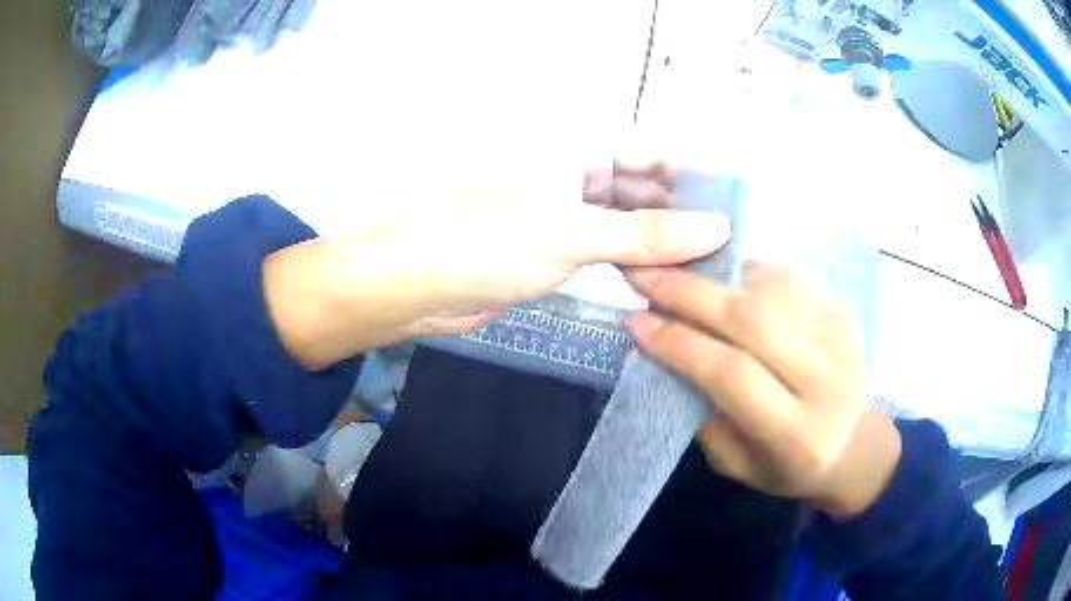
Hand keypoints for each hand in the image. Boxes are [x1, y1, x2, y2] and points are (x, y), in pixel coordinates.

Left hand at [263, 163, 729, 368]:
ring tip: (708, 270)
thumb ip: (646, 234)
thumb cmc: (482, 244)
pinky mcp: (553, 248)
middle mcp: (573, 173)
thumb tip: (717, 228)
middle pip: (642, 187)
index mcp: (574, 149)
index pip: (651, 153)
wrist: (413, 287)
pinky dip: (633, 263)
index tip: (734, 209)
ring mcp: (563, 212)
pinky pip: (605, 248)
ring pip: (627, 221)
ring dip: (660, 243)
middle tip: (729, 250)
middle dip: (682, 214)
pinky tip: (664, 282)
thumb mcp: (571, 235)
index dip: (694, 177)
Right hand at [625, 263, 900, 518]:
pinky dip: (747, 271)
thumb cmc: (791, 467)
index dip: (681, 343)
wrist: (858, 445)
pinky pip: (787, 277)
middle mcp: (825, 380)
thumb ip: (704, 415)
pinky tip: (722, 276)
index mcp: (798, 434)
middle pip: (753, 320)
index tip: (636, 321)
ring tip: (677, 271)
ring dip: (716, 276)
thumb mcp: (738, 465)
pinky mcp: (843, 311)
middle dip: (690, 293)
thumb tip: (666, 354)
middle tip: (645, 276)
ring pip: (769, 289)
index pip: (733, 374)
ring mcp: (840, 337)